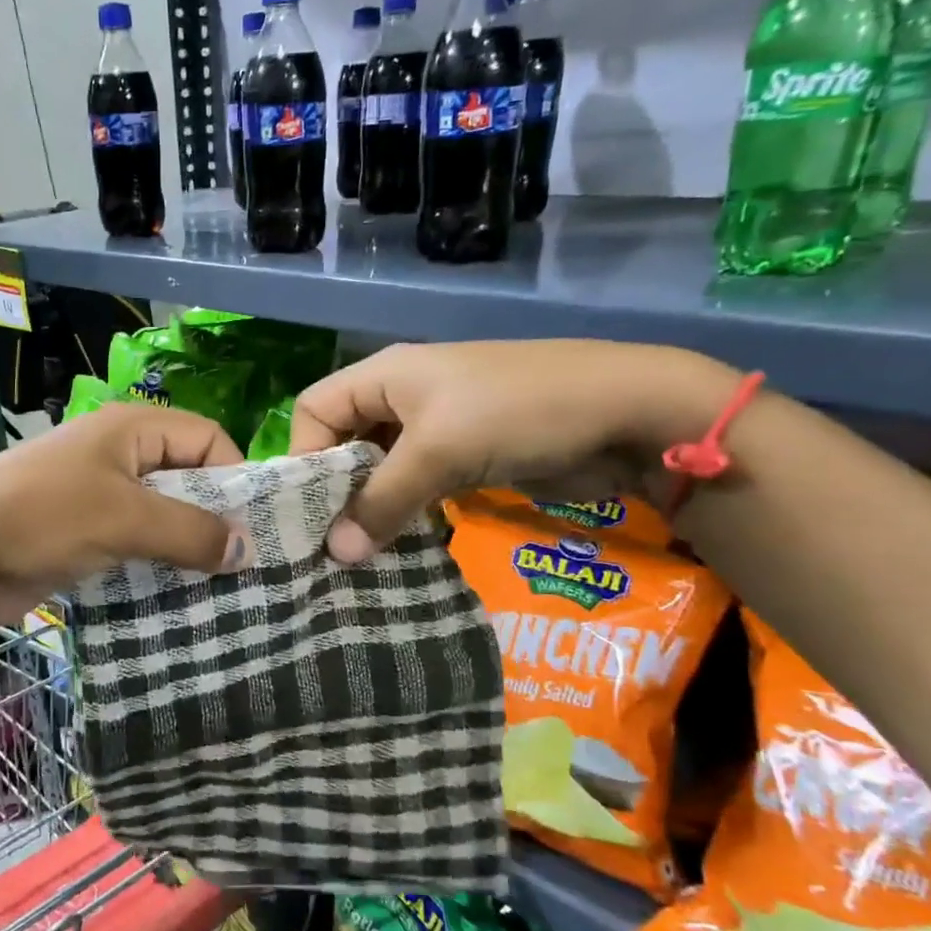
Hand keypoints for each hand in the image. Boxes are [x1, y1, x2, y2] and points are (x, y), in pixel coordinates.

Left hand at [0, 402, 247, 625]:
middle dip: (216, 518)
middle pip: (188, 478)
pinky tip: (180, 596)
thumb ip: (191, 531)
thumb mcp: (125, 518)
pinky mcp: (86, 534)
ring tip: (221, 588)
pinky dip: (159, 565)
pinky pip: (138, 544)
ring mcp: (100, 496)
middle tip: (244, 566)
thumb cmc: (42, 518)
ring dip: (188, 548)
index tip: (254, 528)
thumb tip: (247, 549)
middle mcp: (120, 454)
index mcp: (131, 428)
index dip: (236, 476)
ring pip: (164, 516)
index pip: (208, 438)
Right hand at [289, 340, 740, 562]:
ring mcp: (435, 428)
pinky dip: (402, 512)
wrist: (627, 413)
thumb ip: (381, 502)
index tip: (310, 509)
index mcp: (385, 375)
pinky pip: (415, 485)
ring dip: (369, 507)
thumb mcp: (438, 452)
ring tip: (359, 553)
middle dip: (334, 489)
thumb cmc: (517, 413)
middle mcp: (401, 397)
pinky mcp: (464, 457)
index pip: (314, 409)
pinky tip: (397, 544)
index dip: (303, 454)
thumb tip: (334, 555)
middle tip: (329, 543)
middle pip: (343, 441)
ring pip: (379, 469)